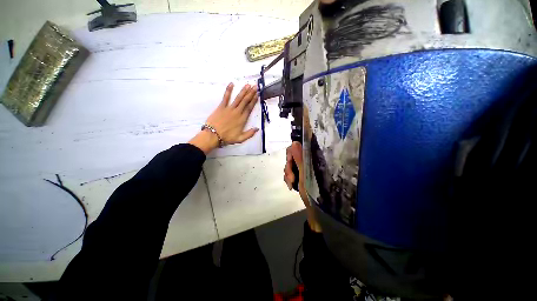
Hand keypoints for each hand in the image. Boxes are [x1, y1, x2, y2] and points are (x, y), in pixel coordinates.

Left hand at [189, 83, 258, 153]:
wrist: (213, 135)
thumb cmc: (227, 137)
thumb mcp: (240, 139)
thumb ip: (250, 134)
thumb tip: (257, 129)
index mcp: (242, 119)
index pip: (249, 108)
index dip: (254, 101)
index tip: (257, 95)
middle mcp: (237, 112)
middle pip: (245, 101)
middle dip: (251, 93)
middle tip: (255, 86)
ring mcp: (229, 108)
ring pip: (238, 98)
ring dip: (243, 91)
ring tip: (248, 85)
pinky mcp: (221, 107)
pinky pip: (225, 97)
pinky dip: (228, 90)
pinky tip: (231, 84)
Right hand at [284, 142, 321, 231]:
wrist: (315, 210)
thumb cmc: (313, 192)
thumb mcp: (305, 175)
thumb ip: (300, 158)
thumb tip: (295, 142)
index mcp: (310, 159)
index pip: (297, 147)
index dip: (290, 153)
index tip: (289, 162)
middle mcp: (306, 161)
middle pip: (291, 156)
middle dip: (288, 167)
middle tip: (291, 179)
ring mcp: (302, 168)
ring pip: (289, 165)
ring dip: (288, 175)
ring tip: (291, 185)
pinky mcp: (299, 175)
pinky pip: (289, 173)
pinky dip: (288, 179)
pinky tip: (290, 186)